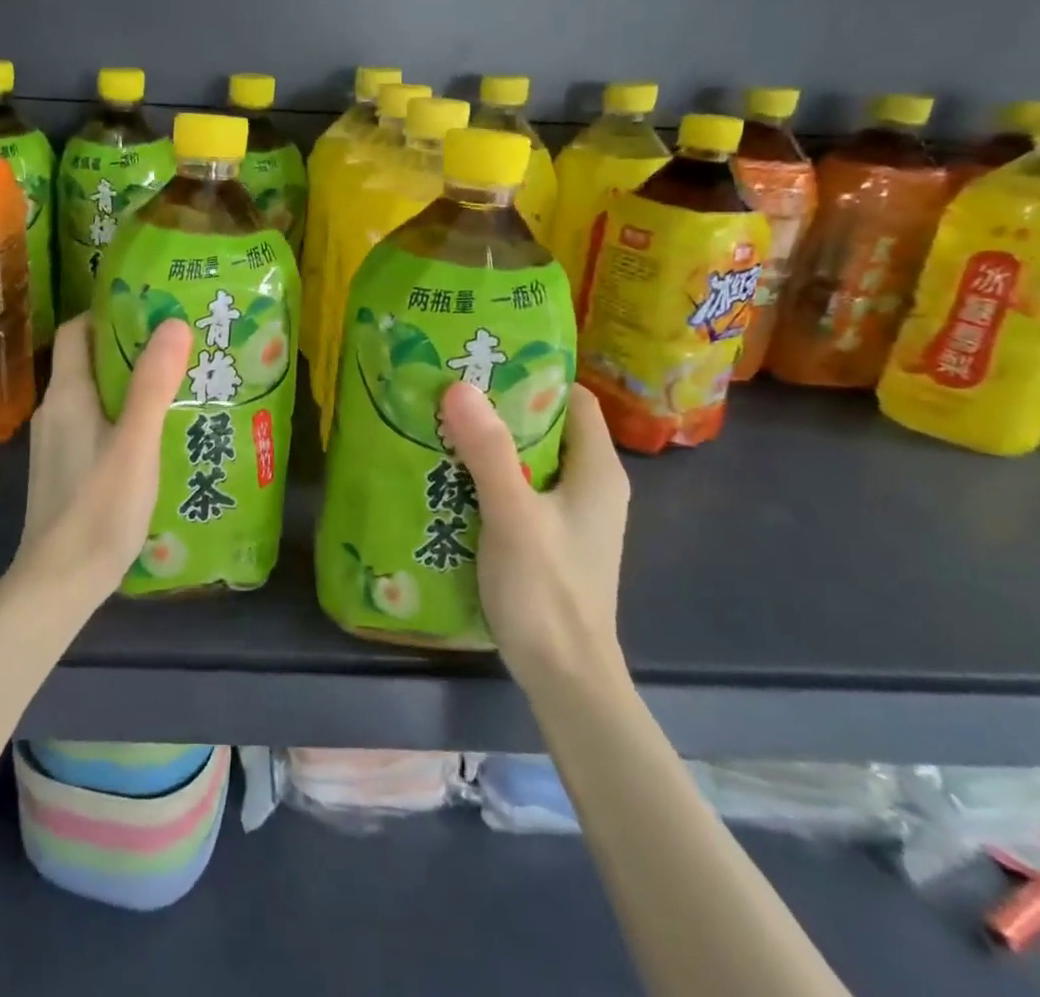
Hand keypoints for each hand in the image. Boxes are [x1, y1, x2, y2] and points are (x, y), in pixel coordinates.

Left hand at [14, 314, 194, 602]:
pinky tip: (151, 436)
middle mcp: (54, 410)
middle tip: (177, 348)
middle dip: (129, 348)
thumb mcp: (136, 442)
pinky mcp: (62, 469)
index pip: (79, 330)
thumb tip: (173, 323)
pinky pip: (92, 424)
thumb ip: (153, 384)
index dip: (111, 313)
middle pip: (88, 360)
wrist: (58, 582)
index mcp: (67, 394)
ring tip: (173, 387)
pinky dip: (119, 415)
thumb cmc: (99, 507)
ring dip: (127, 384)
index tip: (153, 310)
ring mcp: (55, 442)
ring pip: (92, 394)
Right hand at [440, 382, 630, 695]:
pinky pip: (520, 490)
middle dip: (502, 407)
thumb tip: (459, 386)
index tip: (486, 361)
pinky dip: (490, 477)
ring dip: (491, 443)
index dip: (536, 375)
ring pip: (531, 460)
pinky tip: (450, 476)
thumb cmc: (548, 591)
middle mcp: (592, 486)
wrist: (565, 678)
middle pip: (548, 427)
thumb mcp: (513, 514)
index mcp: (598, 471)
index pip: (574, 399)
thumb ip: (488, 451)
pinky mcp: (551, 539)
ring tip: (442, 424)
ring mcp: (572, 516)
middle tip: (451, 389)